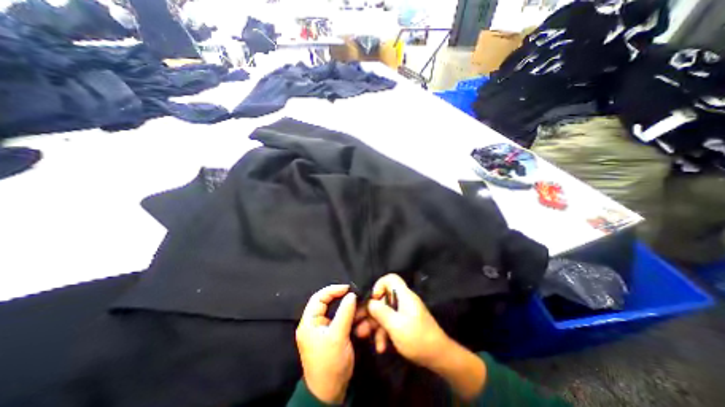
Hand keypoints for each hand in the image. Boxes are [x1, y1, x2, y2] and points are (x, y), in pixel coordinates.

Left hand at [296, 284, 356, 404]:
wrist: (329, 393)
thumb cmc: (330, 363)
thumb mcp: (338, 336)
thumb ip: (345, 312)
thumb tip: (352, 294)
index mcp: (309, 322)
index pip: (318, 297)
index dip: (333, 290)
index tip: (348, 288)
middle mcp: (313, 323)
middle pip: (326, 302)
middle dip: (340, 297)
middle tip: (354, 294)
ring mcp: (321, 329)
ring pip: (333, 310)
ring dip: (345, 307)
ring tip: (356, 304)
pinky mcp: (329, 334)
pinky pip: (338, 318)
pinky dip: (347, 315)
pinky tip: (355, 314)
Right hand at [353, 273, 482, 400]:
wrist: (439, 358)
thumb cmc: (417, 338)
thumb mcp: (396, 326)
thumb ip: (381, 312)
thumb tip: (370, 302)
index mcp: (404, 295)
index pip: (391, 279)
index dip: (379, 285)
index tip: (373, 299)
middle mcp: (403, 301)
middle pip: (383, 298)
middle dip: (371, 312)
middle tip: (358, 323)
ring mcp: (404, 313)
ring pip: (385, 313)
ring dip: (375, 325)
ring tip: (363, 337)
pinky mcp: (404, 323)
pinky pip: (390, 323)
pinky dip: (384, 333)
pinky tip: (380, 347)